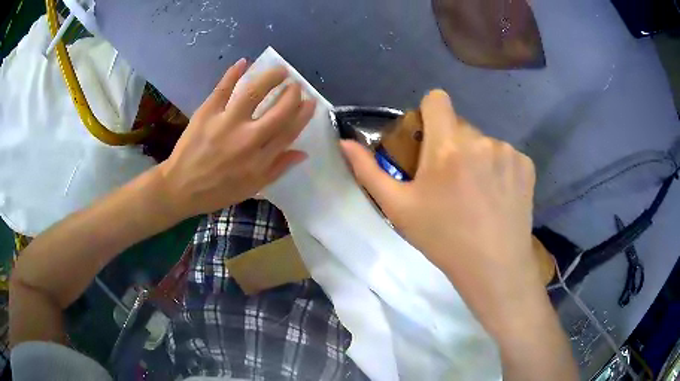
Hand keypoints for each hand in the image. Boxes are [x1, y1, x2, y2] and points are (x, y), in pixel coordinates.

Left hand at [159, 59, 315, 217]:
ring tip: (279, 70)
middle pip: (278, 110)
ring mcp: (226, 122)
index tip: (310, 102)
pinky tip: (243, 62)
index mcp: (259, 159)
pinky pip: (223, 88)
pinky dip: (233, 73)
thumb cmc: (218, 191)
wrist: (181, 187)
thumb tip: (302, 152)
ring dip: (270, 77)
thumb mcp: (252, 188)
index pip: (289, 131)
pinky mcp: (207, 112)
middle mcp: (247, 138)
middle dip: (292, 93)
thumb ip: (278, 168)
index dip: (303, 113)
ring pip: (253, 93)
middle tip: (295, 84)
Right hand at [340, 90, 542, 338]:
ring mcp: (508, 151)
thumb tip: (345, 142)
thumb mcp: (398, 208)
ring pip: (484, 142)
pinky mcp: (526, 165)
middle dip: (451, 144)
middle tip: (450, 181)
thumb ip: (368, 171)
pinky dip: (499, 169)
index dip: (429, 114)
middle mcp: (481, 140)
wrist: (494, 267)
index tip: (428, 140)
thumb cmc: (442, 239)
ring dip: (476, 158)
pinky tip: (498, 197)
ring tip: (476, 194)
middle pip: (460, 125)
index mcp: (447, 146)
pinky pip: (506, 155)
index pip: (437, 99)